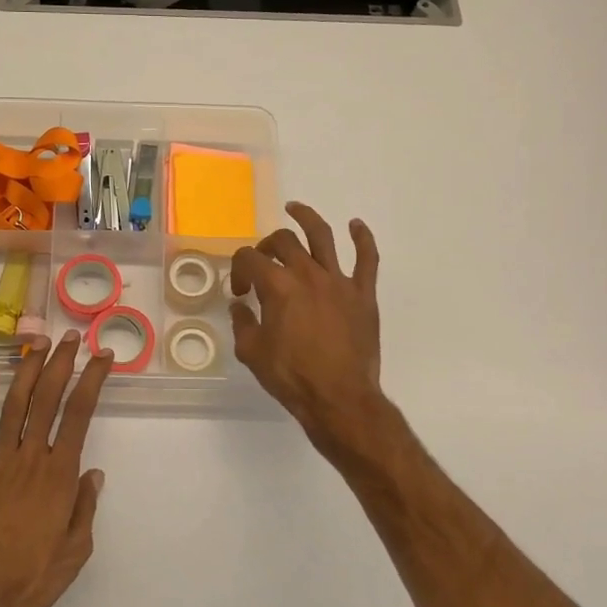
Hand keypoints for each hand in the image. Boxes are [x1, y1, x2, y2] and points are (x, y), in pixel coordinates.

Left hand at [0, 332, 109, 606]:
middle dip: (62, 363)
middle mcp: (30, 458)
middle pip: (48, 399)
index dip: (92, 380)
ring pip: (15, 405)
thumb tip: (94, 473)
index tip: (103, 357)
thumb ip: (85, 508)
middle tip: (71, 337)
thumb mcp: (75, 552)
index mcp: (59, 475)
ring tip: (38, 343)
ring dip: (28, 371)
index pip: (79, 414)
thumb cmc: (31, 577)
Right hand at [230, 203, 393, 461]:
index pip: (249, 258)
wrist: (339, 398)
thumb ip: (242, 322)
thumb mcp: (251, 352)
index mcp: (277, 285)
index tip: (240, 292)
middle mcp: (307, 273)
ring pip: (322, 236)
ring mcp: (338, 281)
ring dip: (307, 217)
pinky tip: (356, 225)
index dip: (239, 270)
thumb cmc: (291, 377)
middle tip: (263, 261)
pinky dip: (363, 238)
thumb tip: (240, 305)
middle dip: (266, 245)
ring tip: (295, 208)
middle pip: (282, 241)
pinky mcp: (363, 294)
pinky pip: (367, 259)